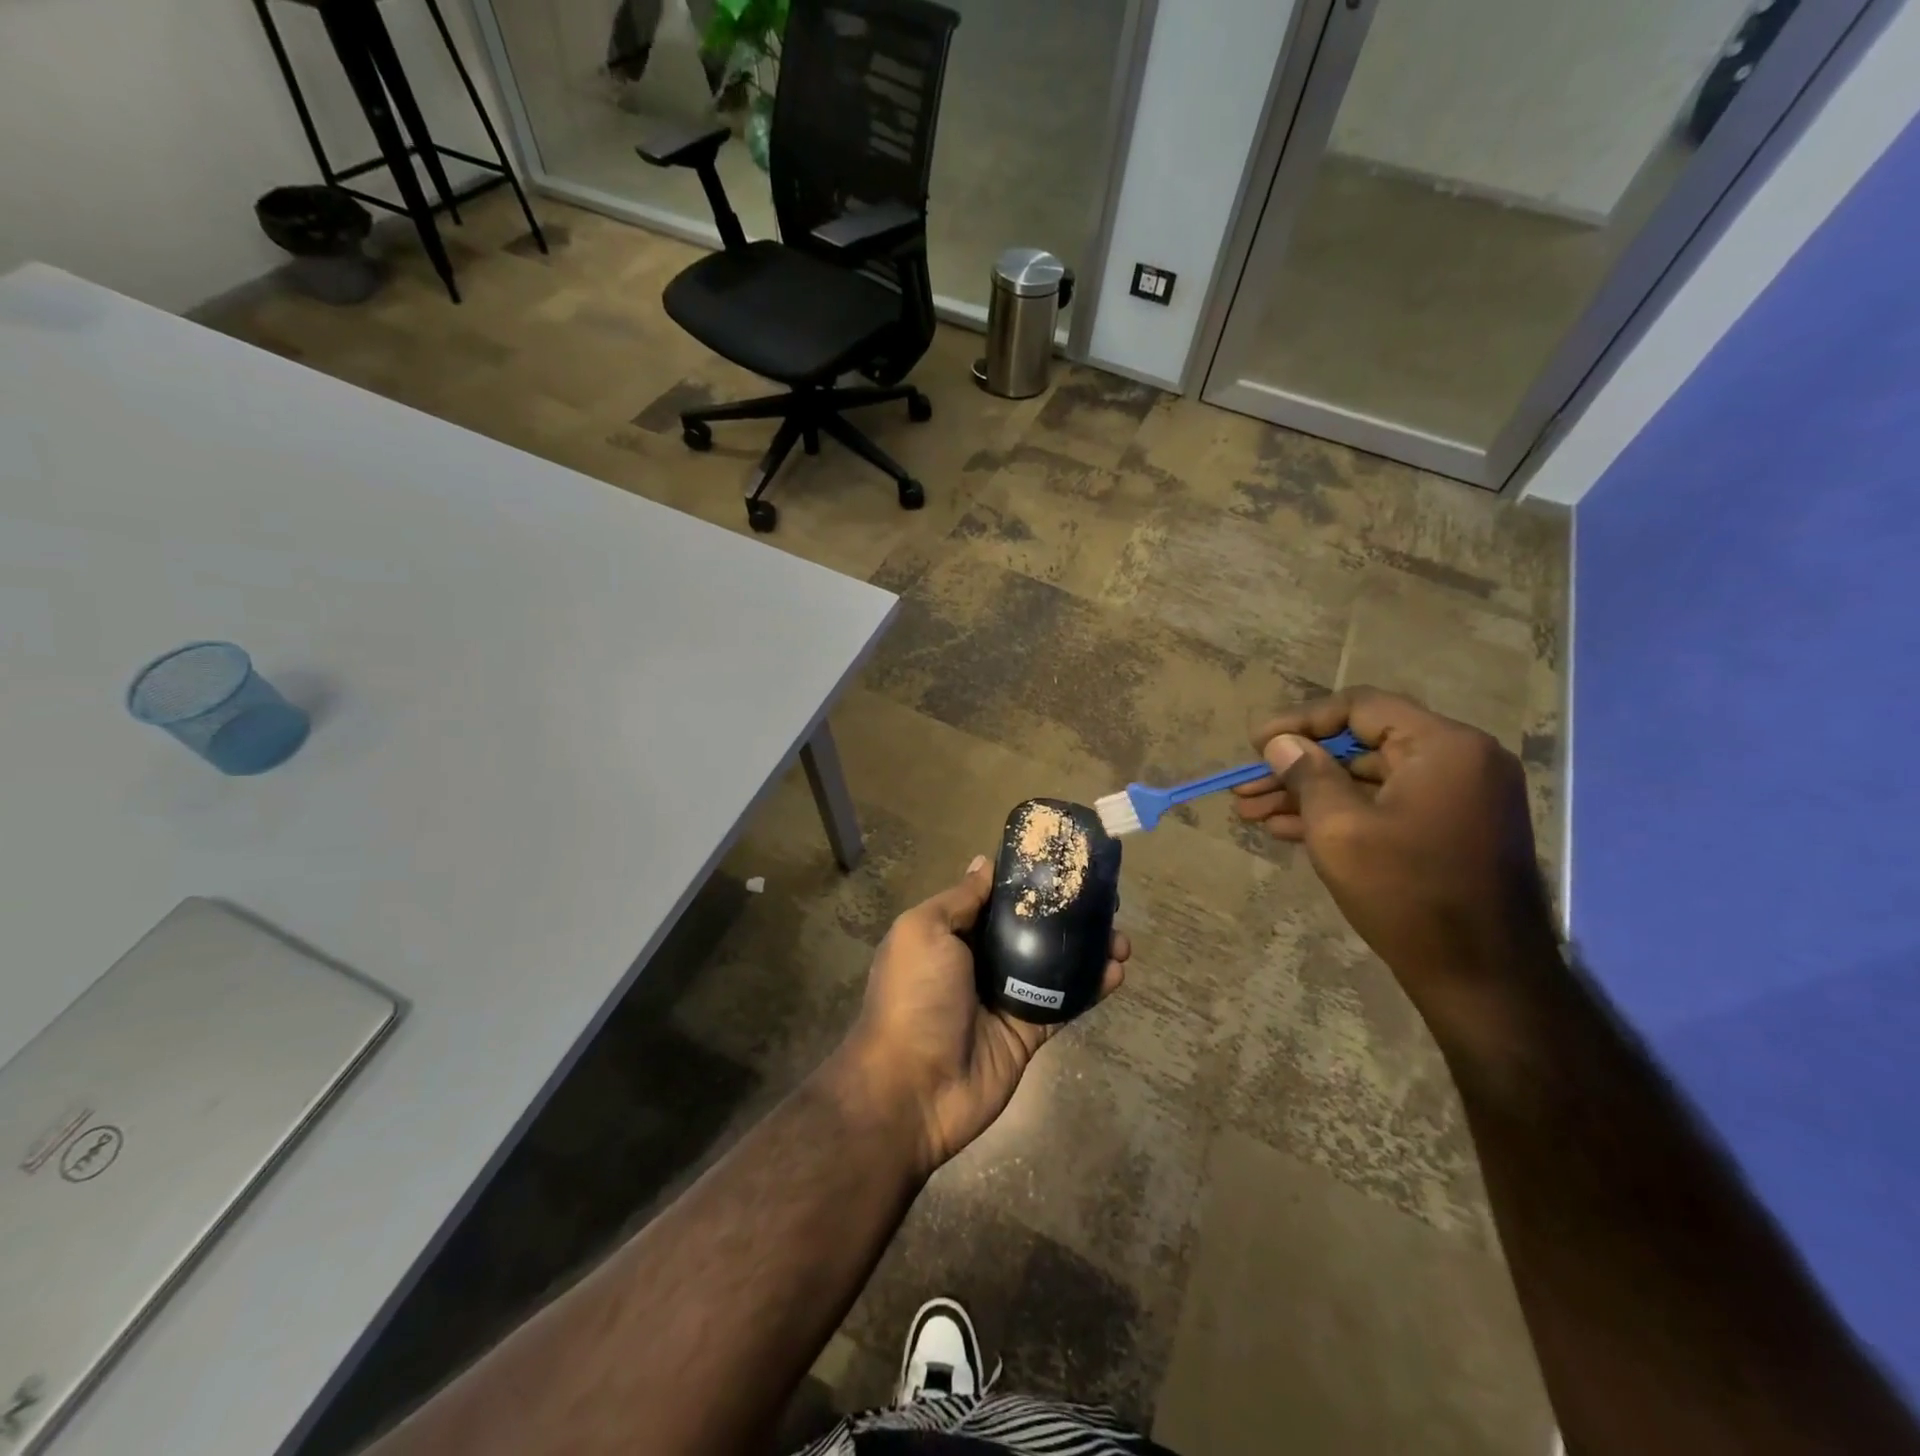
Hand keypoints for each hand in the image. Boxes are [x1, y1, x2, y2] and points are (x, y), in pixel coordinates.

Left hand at [835, 855, 1128, 1175]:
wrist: (914, 1088)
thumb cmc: (914, 996)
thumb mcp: (924, 931)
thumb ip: (960, 899)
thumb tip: (984, 863)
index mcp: (952, 934)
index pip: (994, 899)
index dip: (1026, 882)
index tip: (1062, 863)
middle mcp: (979, 961)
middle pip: (1030, 929)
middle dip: (1065, 914)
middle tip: (1104, 900)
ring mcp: (1007, 997)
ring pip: (1054, 965)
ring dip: (1087, 949)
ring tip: (1120, 936)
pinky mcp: (1029, 1031)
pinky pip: (1065, 1003)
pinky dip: (1091, 988)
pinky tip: (1117, 971)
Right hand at [1232, 688, 1555, 1005]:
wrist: (1483, 978)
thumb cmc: (1407, 893)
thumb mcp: (1339, 828)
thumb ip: (1306, 774)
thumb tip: (1280, 743)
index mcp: (1444, 746)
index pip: (1360, 707)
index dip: (1300, 722)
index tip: (1255, 744)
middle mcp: (1459, 761)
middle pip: (1361, 746)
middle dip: (1296, 767)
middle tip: (1246, 787)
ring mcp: (1458, 798)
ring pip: (1367, 781)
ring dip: (1310, 795)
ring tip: (1251, 813)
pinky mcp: (1450, 830)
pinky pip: (1386, 806)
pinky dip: (1341, 814)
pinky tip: (1287, 830)